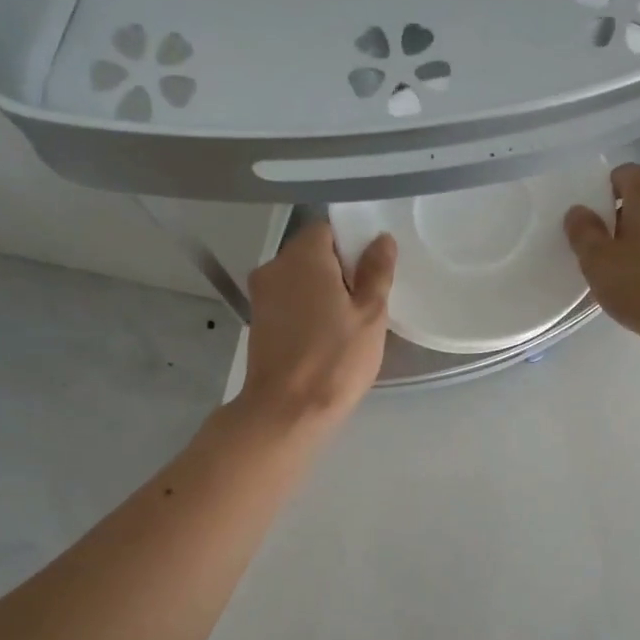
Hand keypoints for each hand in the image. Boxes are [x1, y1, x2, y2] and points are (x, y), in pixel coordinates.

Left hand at [239, 222, 395, 429]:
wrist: (288, 410)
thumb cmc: (335, 359)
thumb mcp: (370, 315)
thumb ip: (377, 271)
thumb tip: (381, 240)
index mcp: (302, 256)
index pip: (328, 229)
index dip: (353, 245)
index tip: (372, 273)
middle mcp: (274, 267)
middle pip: (312, 253)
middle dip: (339, 270)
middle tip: (366, 302)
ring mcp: (261, 295)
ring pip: (299, 279)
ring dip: (322, 292)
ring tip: (347, 323)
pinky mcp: (258, 321)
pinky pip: (289, 301)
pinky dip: (307, 310)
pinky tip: (325, 336)